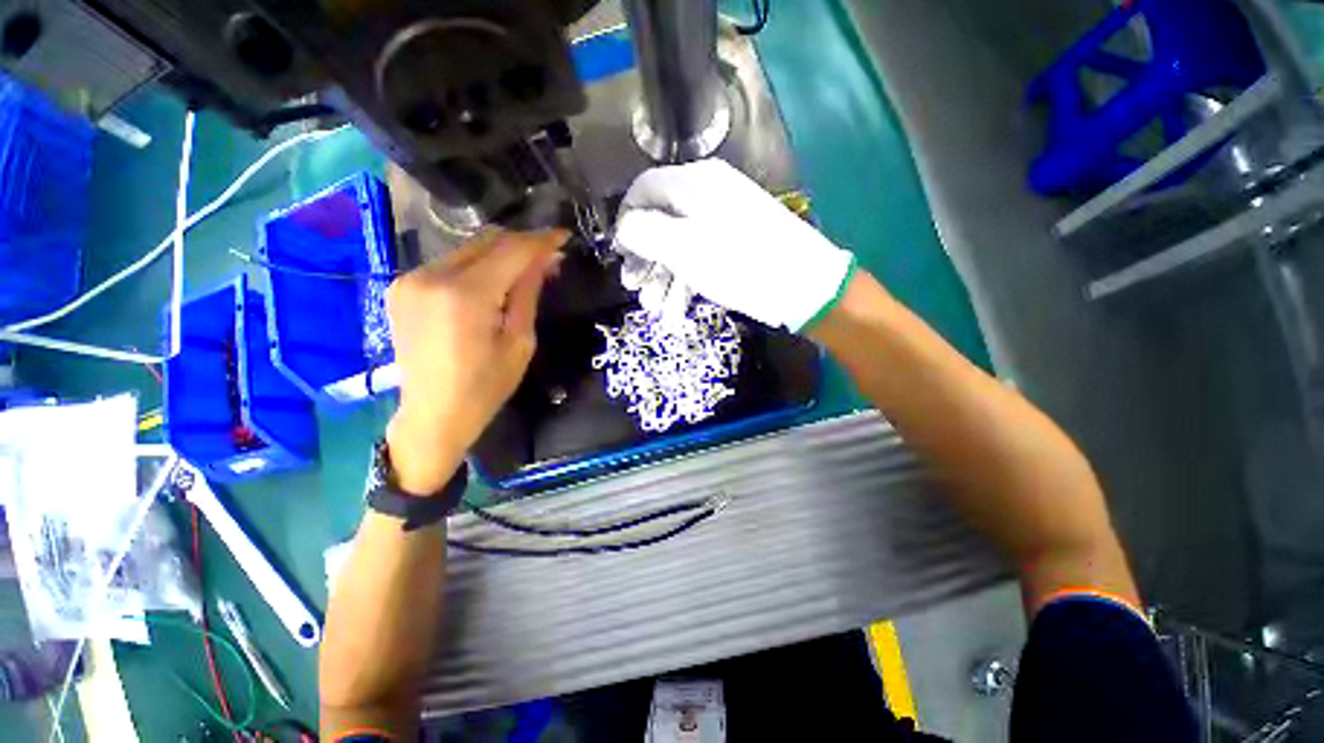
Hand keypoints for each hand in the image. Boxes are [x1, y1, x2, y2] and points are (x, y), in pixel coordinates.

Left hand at [385, 228, 567, 493]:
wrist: (433, 415)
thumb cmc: (486, 387)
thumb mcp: (520, 343)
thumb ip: (528, 294)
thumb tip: (544, 260)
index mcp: (465, 296)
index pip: (510, 251)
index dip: (540, 241)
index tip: (564, 236)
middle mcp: (431, 277)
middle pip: (486, 241)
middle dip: (521, 244)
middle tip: (548, 256)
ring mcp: (410, 279)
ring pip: (467, 249)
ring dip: (499, 255)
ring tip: (523, 272)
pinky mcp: (401, 287)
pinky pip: (449, 263)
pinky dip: (476, 266)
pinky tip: (491, 285)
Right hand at [613, 159, 854, 331]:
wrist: (802, 286)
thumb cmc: (737, 263)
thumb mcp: (683, 247)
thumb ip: (645, 232)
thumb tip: (623, 226)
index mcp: (695, 184)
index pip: (645, 189)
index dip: (626, 219)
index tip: (618, 252)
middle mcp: (708, 196)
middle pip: (662, 221)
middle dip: (645, 258)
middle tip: (634, 287)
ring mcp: (724, 223)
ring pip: (680, 247)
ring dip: (664, 279)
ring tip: (656, 309)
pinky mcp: (736, 247)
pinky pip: (701, 259)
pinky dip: (686, 284)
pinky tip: (676, 311)